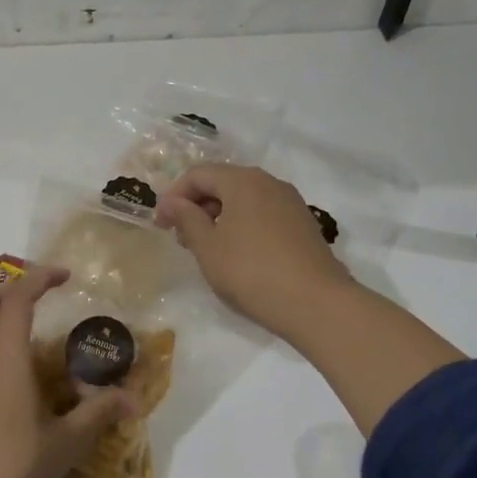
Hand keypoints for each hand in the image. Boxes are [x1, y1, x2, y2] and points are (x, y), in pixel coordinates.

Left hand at [0, 264, 134, 477]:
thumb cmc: (15, 469)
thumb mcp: (66, 443)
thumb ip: (99, 415)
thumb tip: (134, 398)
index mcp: (6, 363)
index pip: (16, 301)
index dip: (39, 278)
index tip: (64, 275)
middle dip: (11, 290)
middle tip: (42, 295)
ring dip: (4, 327)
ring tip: (41, 350)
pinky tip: (21, 395)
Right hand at [154, 163, 350, 338]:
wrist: (316, 303)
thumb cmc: (251, 271)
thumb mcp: (208, 247)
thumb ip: (187, 219)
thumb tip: (173, 203)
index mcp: (243, 180)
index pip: (198, 174)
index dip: (174, 196)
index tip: (160, 225)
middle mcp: (269, 183)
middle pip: (223, 183)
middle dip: (197, 206)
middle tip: (181, 239)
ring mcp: (290, 203)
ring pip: (244, 200)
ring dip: (219, 217)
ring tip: (207, 249)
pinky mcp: (303, 225)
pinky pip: (263, 214)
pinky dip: (242, 226)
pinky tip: (237, 255)